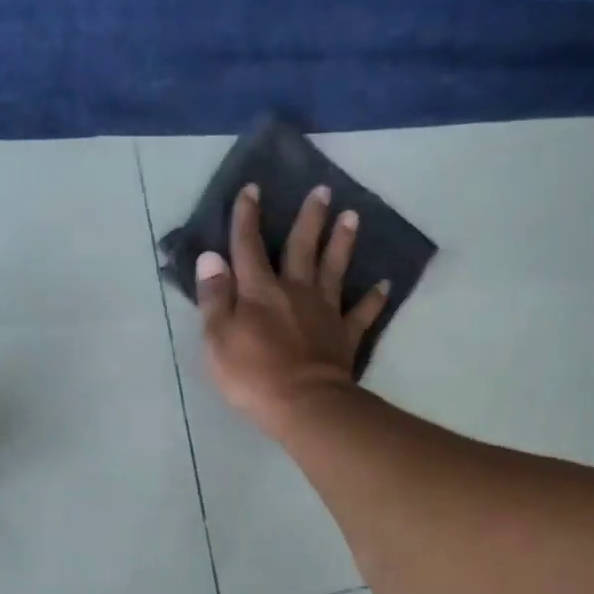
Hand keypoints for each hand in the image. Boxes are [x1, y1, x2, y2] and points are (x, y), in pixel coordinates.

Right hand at [195, 182, 389, 437]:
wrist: (304, 404)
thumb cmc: (252, 375)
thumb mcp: (217, 338)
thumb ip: (214, 297)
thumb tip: (210, 257)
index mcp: (259, 291)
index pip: (248, 247)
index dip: (247, 217)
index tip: (252, 189)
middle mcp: (294, 291)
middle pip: (302, 247)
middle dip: (310, 218)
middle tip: (323, 190)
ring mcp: (324, 311)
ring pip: (335, 269)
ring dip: (343, 242)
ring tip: (353, 216)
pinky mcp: (345, 335)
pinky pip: (362, 312)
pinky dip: (373, 298)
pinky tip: (384, 284)